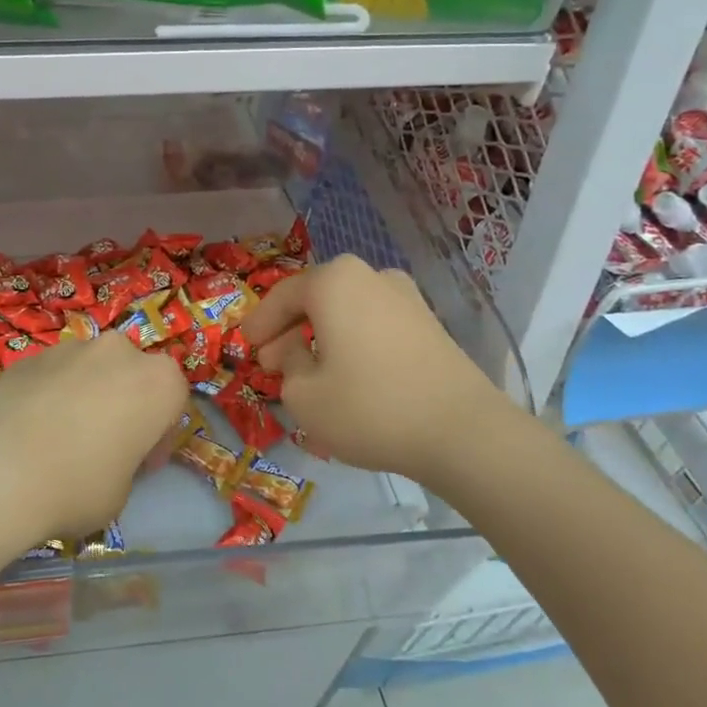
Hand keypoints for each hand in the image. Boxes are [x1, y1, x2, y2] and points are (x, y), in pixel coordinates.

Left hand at [0, 333, 187, 547]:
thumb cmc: (77, 486)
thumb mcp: (121, 492)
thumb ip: (125, 463)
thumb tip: (104, 456)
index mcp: (158, 382)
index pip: (173, 403)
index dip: (158, 438)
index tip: (141, 465)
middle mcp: (120, 352)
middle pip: (131, 376)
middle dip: (123, 405)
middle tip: (104, 446)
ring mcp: (71, 348)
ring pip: (90, 371)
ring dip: (86, 396)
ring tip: (60, 438)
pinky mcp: (30, 356)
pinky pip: (53, 376)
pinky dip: (50, 396)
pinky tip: (29, 431)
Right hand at [240, 255, 514, 485]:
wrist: (462, 430)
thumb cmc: (369, 407)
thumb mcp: (304, 395)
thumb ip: (287, 365)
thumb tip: (294, 351)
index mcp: (334, 281)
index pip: (282, 296)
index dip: (259, 323)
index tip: (244, 346)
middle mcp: (370, 275)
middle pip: (316, 298)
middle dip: (289, 329)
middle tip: (271, 361)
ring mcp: (405, 296)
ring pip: (346, 310)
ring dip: (321, 335)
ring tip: (308, 370)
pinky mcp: (429, 322)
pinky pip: (373, 323)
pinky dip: (352, 341)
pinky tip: (348, 372)